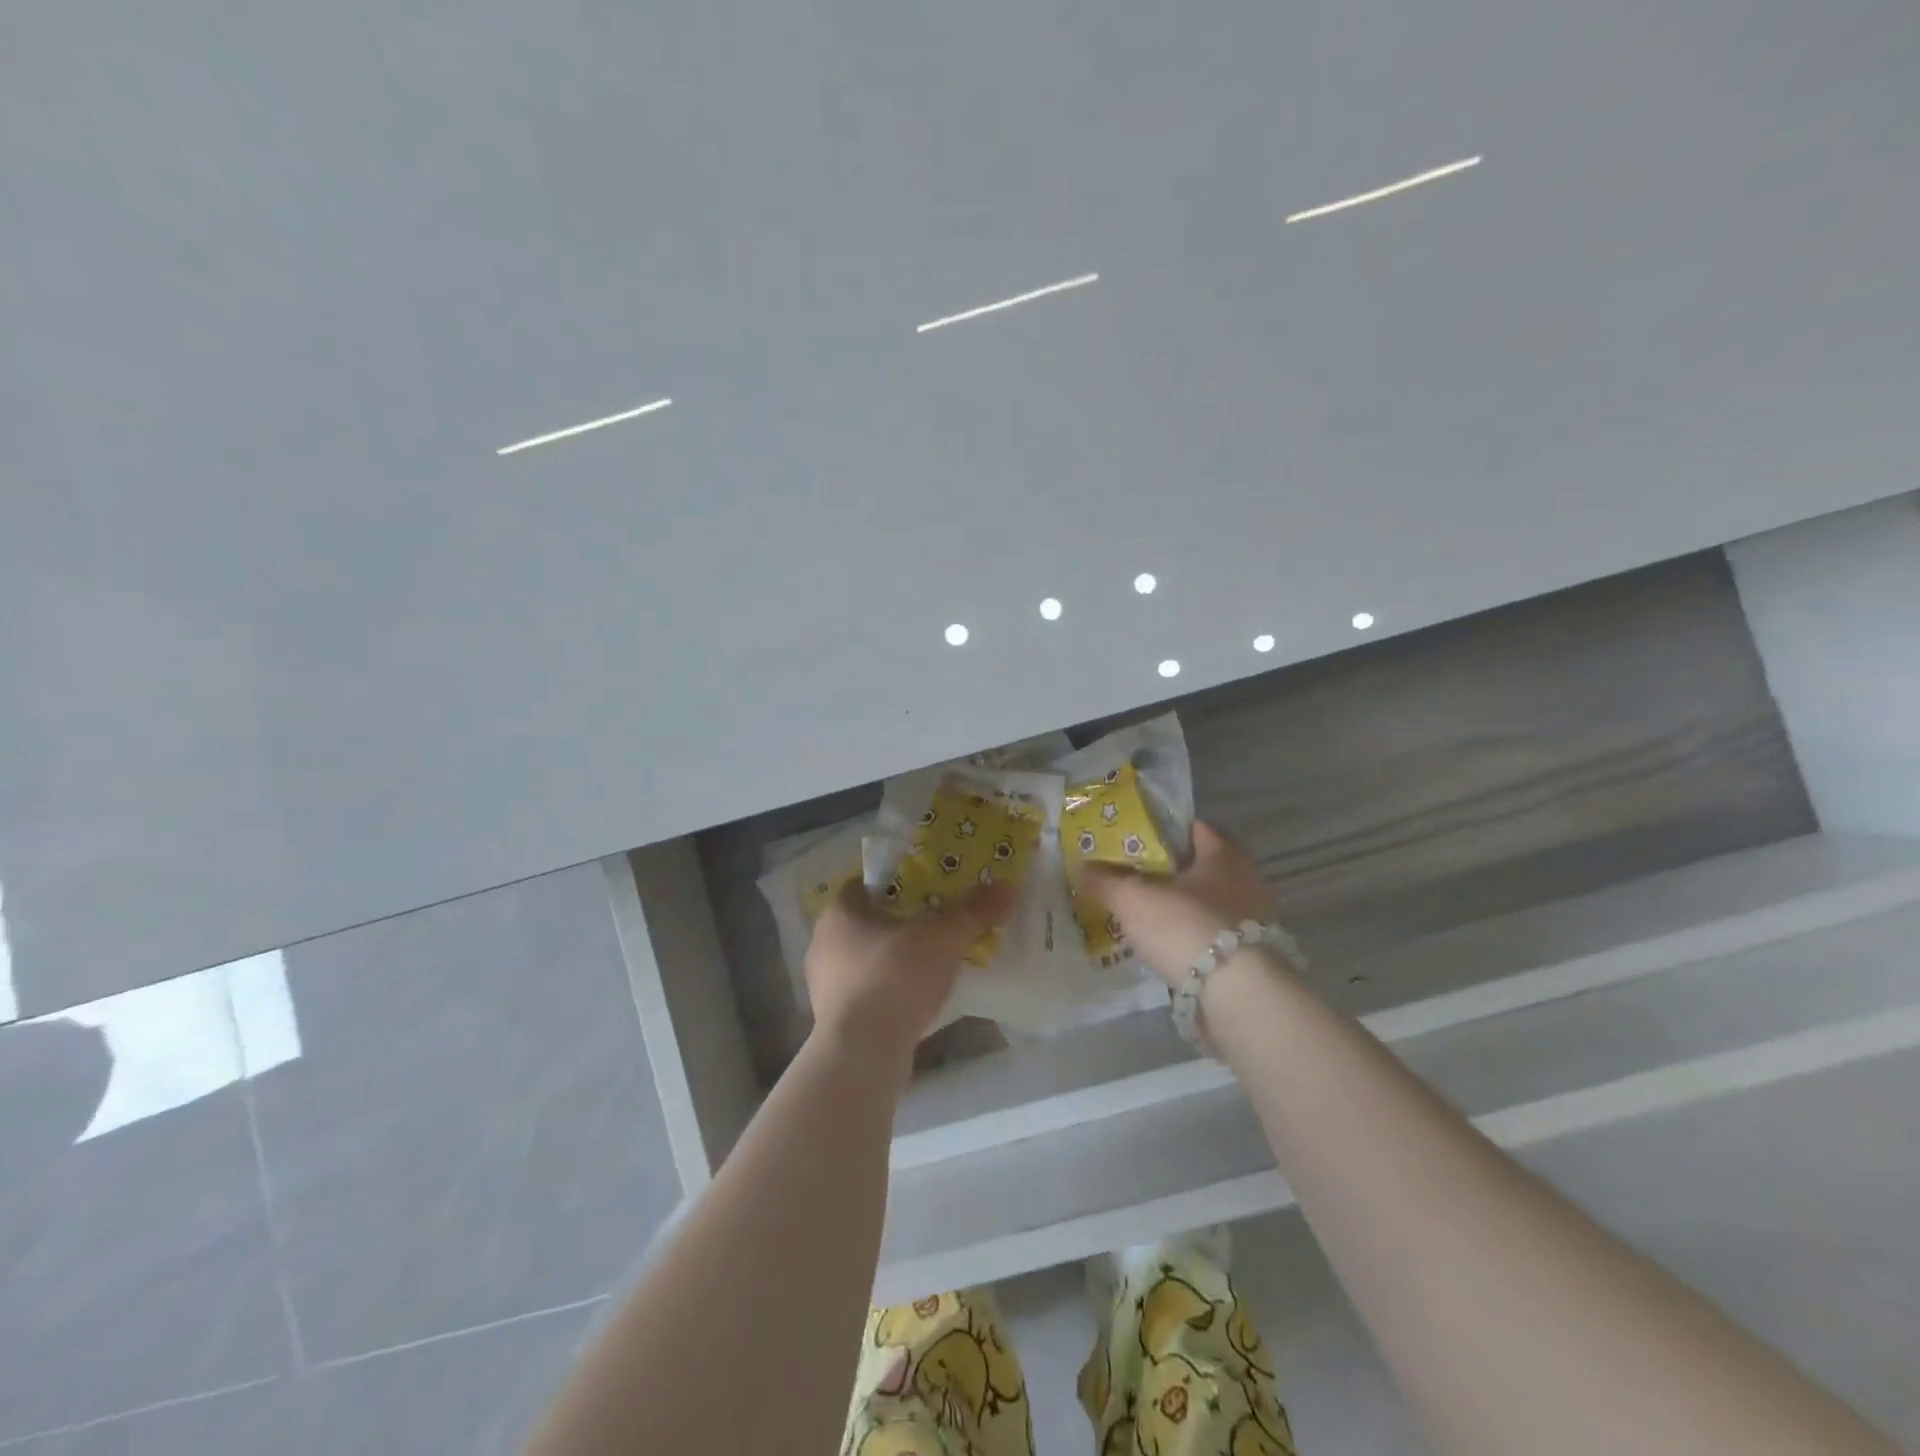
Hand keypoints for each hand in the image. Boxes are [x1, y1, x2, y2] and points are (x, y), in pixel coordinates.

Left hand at [804, 878, 1015, 1069]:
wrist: (861, 1054)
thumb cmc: (894, 979)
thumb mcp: (942, 941)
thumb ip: (973, 913)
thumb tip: (1008, 887)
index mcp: (840, 913)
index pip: (864, 885)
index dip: (895, 884)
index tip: (926, 889)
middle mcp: (823, 943)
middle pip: (866, 922)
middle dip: (899, 922)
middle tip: (936, 923)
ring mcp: (824, 984)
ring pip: (864, 958)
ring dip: (893, 959)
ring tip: (931, 962)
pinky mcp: (832, 1018)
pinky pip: (865, 991)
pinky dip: (888, 989)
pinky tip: (915, 998)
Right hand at [1076, 821, 1279, 987]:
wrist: (1238, 994)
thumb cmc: (1186, 926)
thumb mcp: (1132, 899)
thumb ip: (1105, 881)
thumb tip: (1080, 867)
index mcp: (1222, 855)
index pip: (1195, 828)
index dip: (1166, 830)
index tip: (1137, 839)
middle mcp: (1246, 880)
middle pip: (1202, 867)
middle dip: (1171, 872)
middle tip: (1135, 878)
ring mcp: (1254, 920)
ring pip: (1209, 903)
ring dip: (1183, 908)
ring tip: (1147, 916)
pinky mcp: (1254, 957)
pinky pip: (1215, 935)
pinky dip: (1193, 937)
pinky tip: (1169, 947)